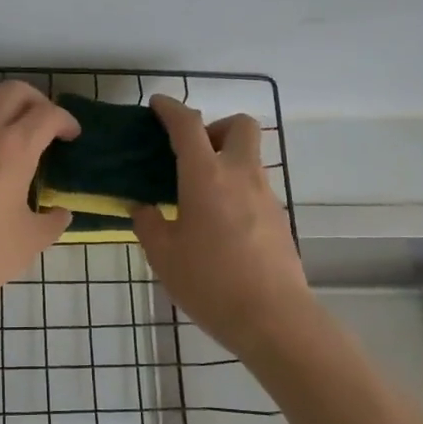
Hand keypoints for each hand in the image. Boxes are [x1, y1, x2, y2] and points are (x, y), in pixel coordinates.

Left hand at [0, 81, 79, 321]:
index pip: (47, 114)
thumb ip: (51, 222)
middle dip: (36, 101)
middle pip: (14, 91)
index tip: (70, 136)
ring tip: (2, 121)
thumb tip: (60, 213)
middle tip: (42, 124)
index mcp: (14, 149)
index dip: (65, 120)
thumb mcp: (28, 243)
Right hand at [133, 96, 314, 357]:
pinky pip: (255, 188)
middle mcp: (241, 176)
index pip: (188, 125)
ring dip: (225, 161)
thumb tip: (144, 207)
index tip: (157, 105)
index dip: (171, 109)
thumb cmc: (210, 283)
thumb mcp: (163, 255)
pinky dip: (236, 189)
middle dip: (215, 127)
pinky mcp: (279, 219)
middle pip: (239, 125)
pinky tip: (219, 225)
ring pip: (249, 157)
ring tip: (199, 196)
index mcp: (206, 177)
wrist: (274, 318)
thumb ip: (149, 224)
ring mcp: (266, 196)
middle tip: (192, 154)